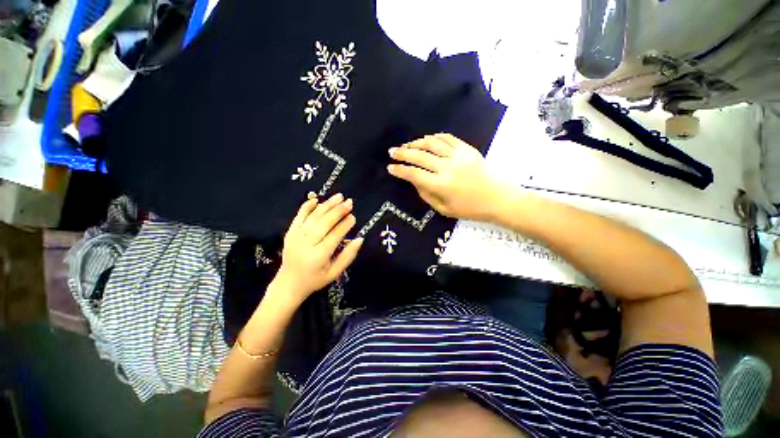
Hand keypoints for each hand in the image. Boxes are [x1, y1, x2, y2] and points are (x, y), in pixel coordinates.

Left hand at [270, 193, 363, 308]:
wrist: (288, 283)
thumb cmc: (315, 279)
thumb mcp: (335, 273)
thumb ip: (348, 256)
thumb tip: (360, 239)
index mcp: (318, 256)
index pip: (334, 236)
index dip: (345, 225)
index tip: (353, 217)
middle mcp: (305, 244)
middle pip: (323, 223)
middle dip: (338, 211)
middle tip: (349, 202)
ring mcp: (296, 236)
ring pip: (313, 217)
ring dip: (327, 205)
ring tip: (339, 197)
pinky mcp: (290, 232)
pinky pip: (299, 216)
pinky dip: (307, 206)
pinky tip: (316, 199)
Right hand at [388, 133, 509, 220]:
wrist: (499, 199)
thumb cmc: (471, 209)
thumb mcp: (444, 209)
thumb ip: (427, 195)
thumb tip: (415, 182)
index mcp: (440, 185)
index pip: (414, 174)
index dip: (400, 170)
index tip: (390, 167)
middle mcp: (447, 167)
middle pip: (419, 156)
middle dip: (403, 153)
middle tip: (392, 151)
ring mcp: (458, 156)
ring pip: (432, 143)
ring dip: (416, 143)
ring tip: (408, 145)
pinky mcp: (467, 149)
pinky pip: (448, 138)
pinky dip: (435, 137)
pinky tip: (428, 140)